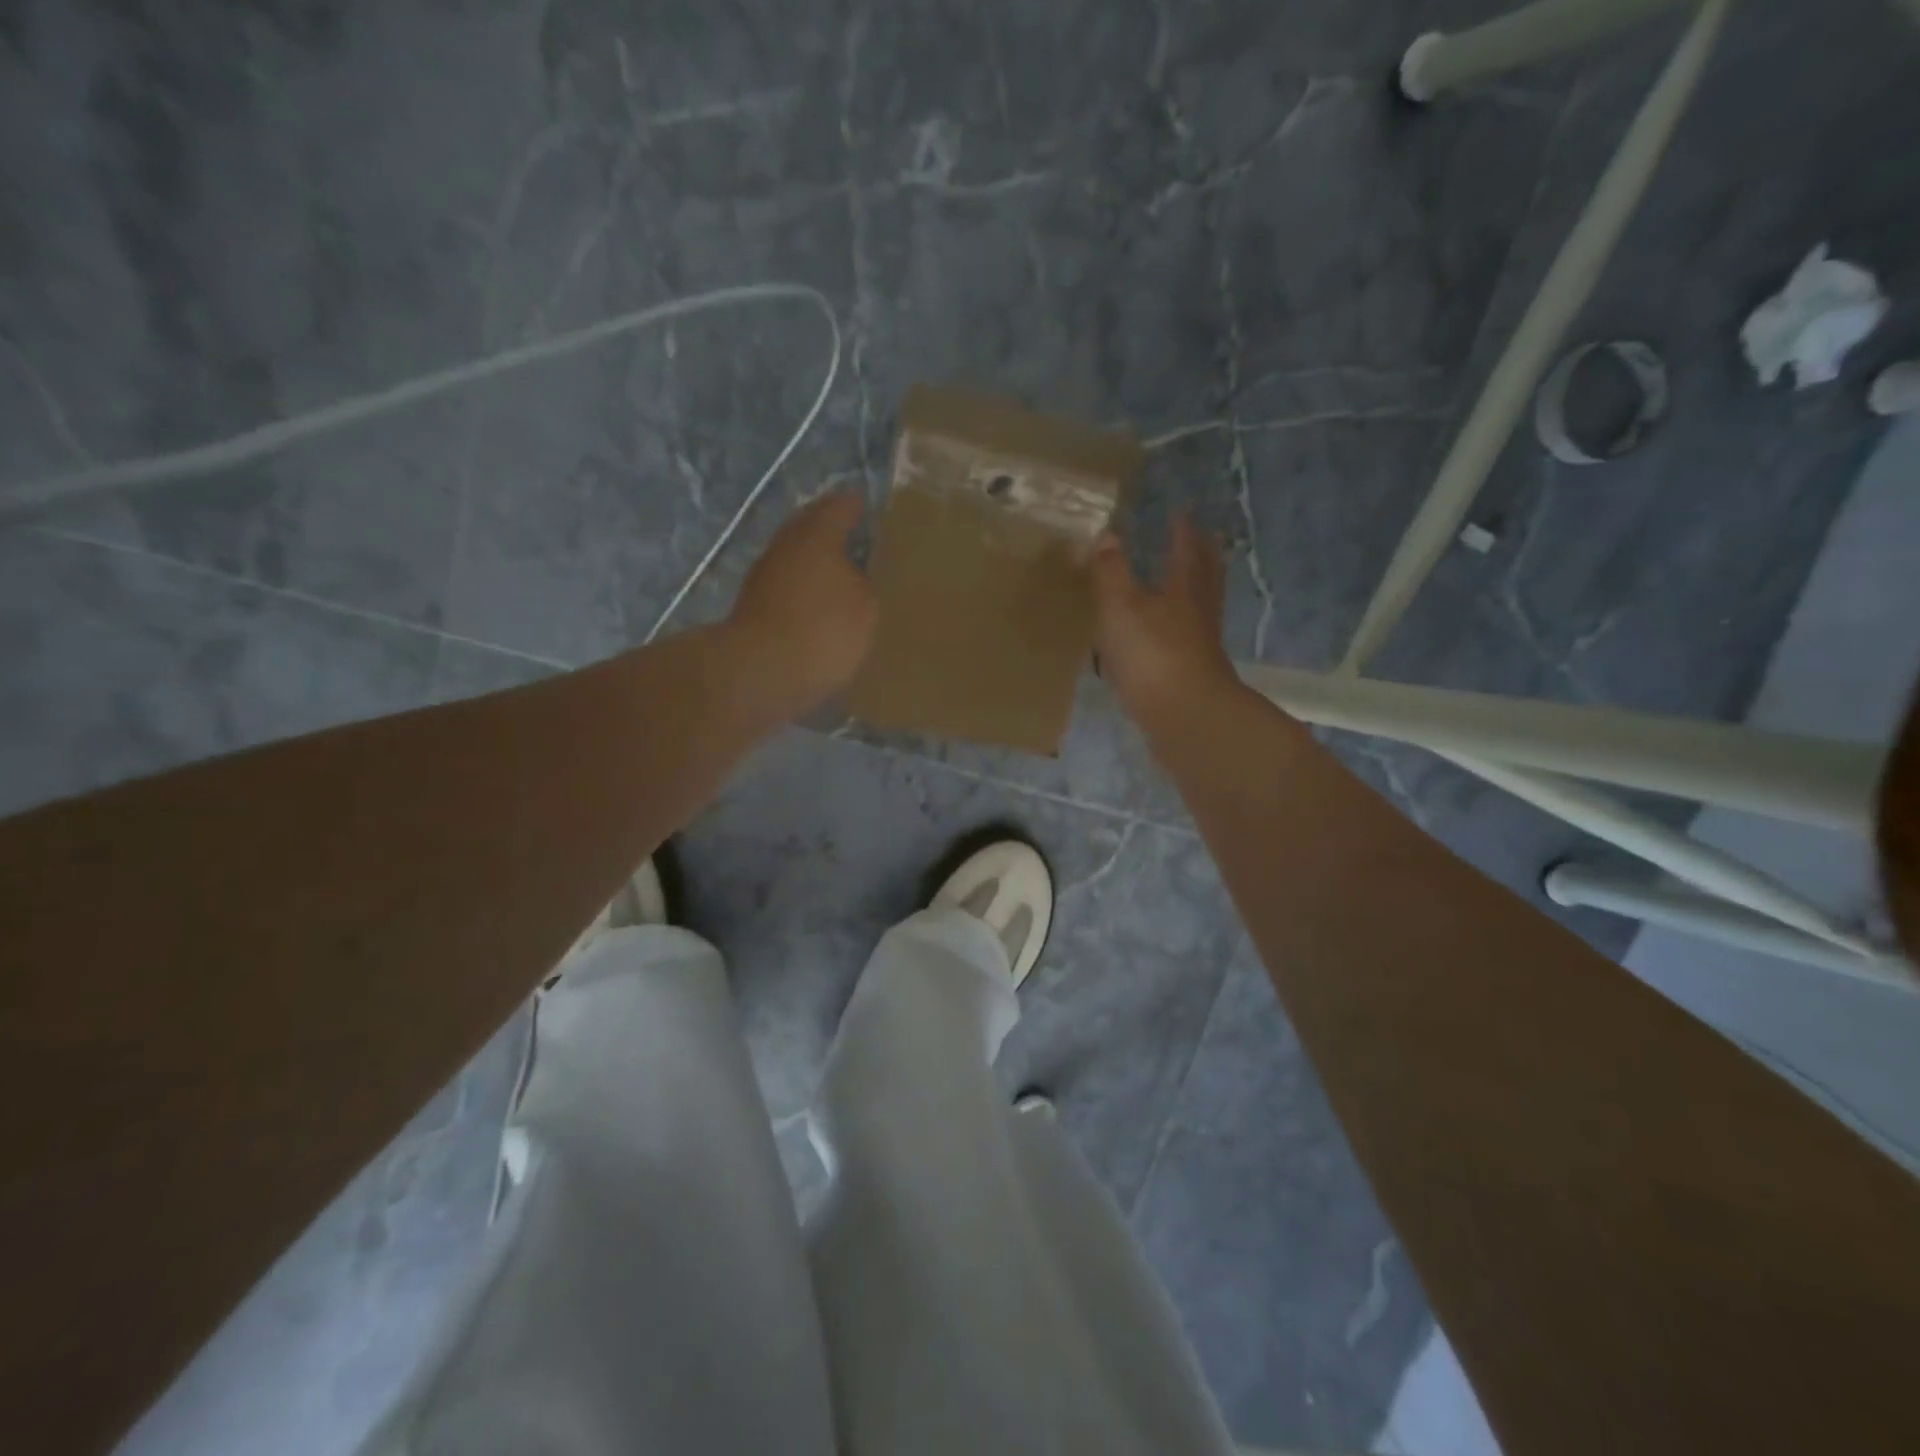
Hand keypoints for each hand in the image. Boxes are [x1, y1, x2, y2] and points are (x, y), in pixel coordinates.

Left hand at [726, 491, 877, 716]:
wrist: (759, 672)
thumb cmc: (822, 630)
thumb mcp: (865, 607)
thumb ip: (863, 583)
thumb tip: (852, 577)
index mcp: (816, 535)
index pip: (839, 507)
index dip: (854, 506)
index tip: (865, 506)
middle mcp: (786, 546)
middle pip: (809, 527)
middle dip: (829, 530)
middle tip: (855, 539)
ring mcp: (764, 576)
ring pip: (795, 557)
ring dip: (814, 563)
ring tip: (841, 576)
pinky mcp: (754, 607)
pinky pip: (786, 587)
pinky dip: (803, 590)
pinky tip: (818, 607)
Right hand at [1090, 513, 1242, 738]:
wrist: (1185, 718)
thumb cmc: (1153, 655)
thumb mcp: (1121, 607)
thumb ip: (1110, 572)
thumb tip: (1105, 534)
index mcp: (1184, 590)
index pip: (1186, 551)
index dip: (1182, 532)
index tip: (1181, 513)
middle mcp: (1198, 614)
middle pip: (1205, 578)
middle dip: (1201, 557)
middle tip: (1202, 540)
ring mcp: (1198, 647)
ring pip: (1199, 610)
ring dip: (1193, 594)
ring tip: (1182, 585)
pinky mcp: (1190, 676)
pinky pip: (1186, 642)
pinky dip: (1178, 631)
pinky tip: (1164, 639)